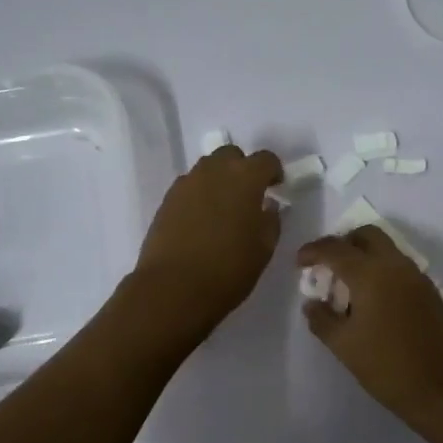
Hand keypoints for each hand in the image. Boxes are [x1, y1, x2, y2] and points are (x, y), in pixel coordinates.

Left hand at [133, 145, 283, 332]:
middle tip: (248, 195)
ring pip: (207, 169)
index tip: (276, 187)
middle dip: (242, 168)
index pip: (265, 159)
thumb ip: (270, 220)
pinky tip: (201, 221)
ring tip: (223, 208)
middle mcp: (214, 171)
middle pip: (231, 155)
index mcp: (245, 177)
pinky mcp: (166, 200)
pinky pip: (189, 187)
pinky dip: (199, 196)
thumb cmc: (229, 268)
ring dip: (219, 180)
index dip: (274, 171)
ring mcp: (186, 183)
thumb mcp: (264, 247)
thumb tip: (267, 206)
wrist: (173, 288)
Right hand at [296, 226, 442, 425]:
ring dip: (363, 256)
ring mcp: (416, 276)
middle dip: (343, 243)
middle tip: (327, 266)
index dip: (313, 251)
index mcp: (370, 274)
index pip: (335, 248)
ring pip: (386, 248)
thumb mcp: (344, 346)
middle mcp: (395, 265)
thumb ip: (322, 319)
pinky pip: (399, 266)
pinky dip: (380, 270)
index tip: (299, 263)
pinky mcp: (429, 290)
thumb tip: (312, 303)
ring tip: (347, 285)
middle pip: (366, 235)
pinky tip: (372, 299)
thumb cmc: (388, 367)